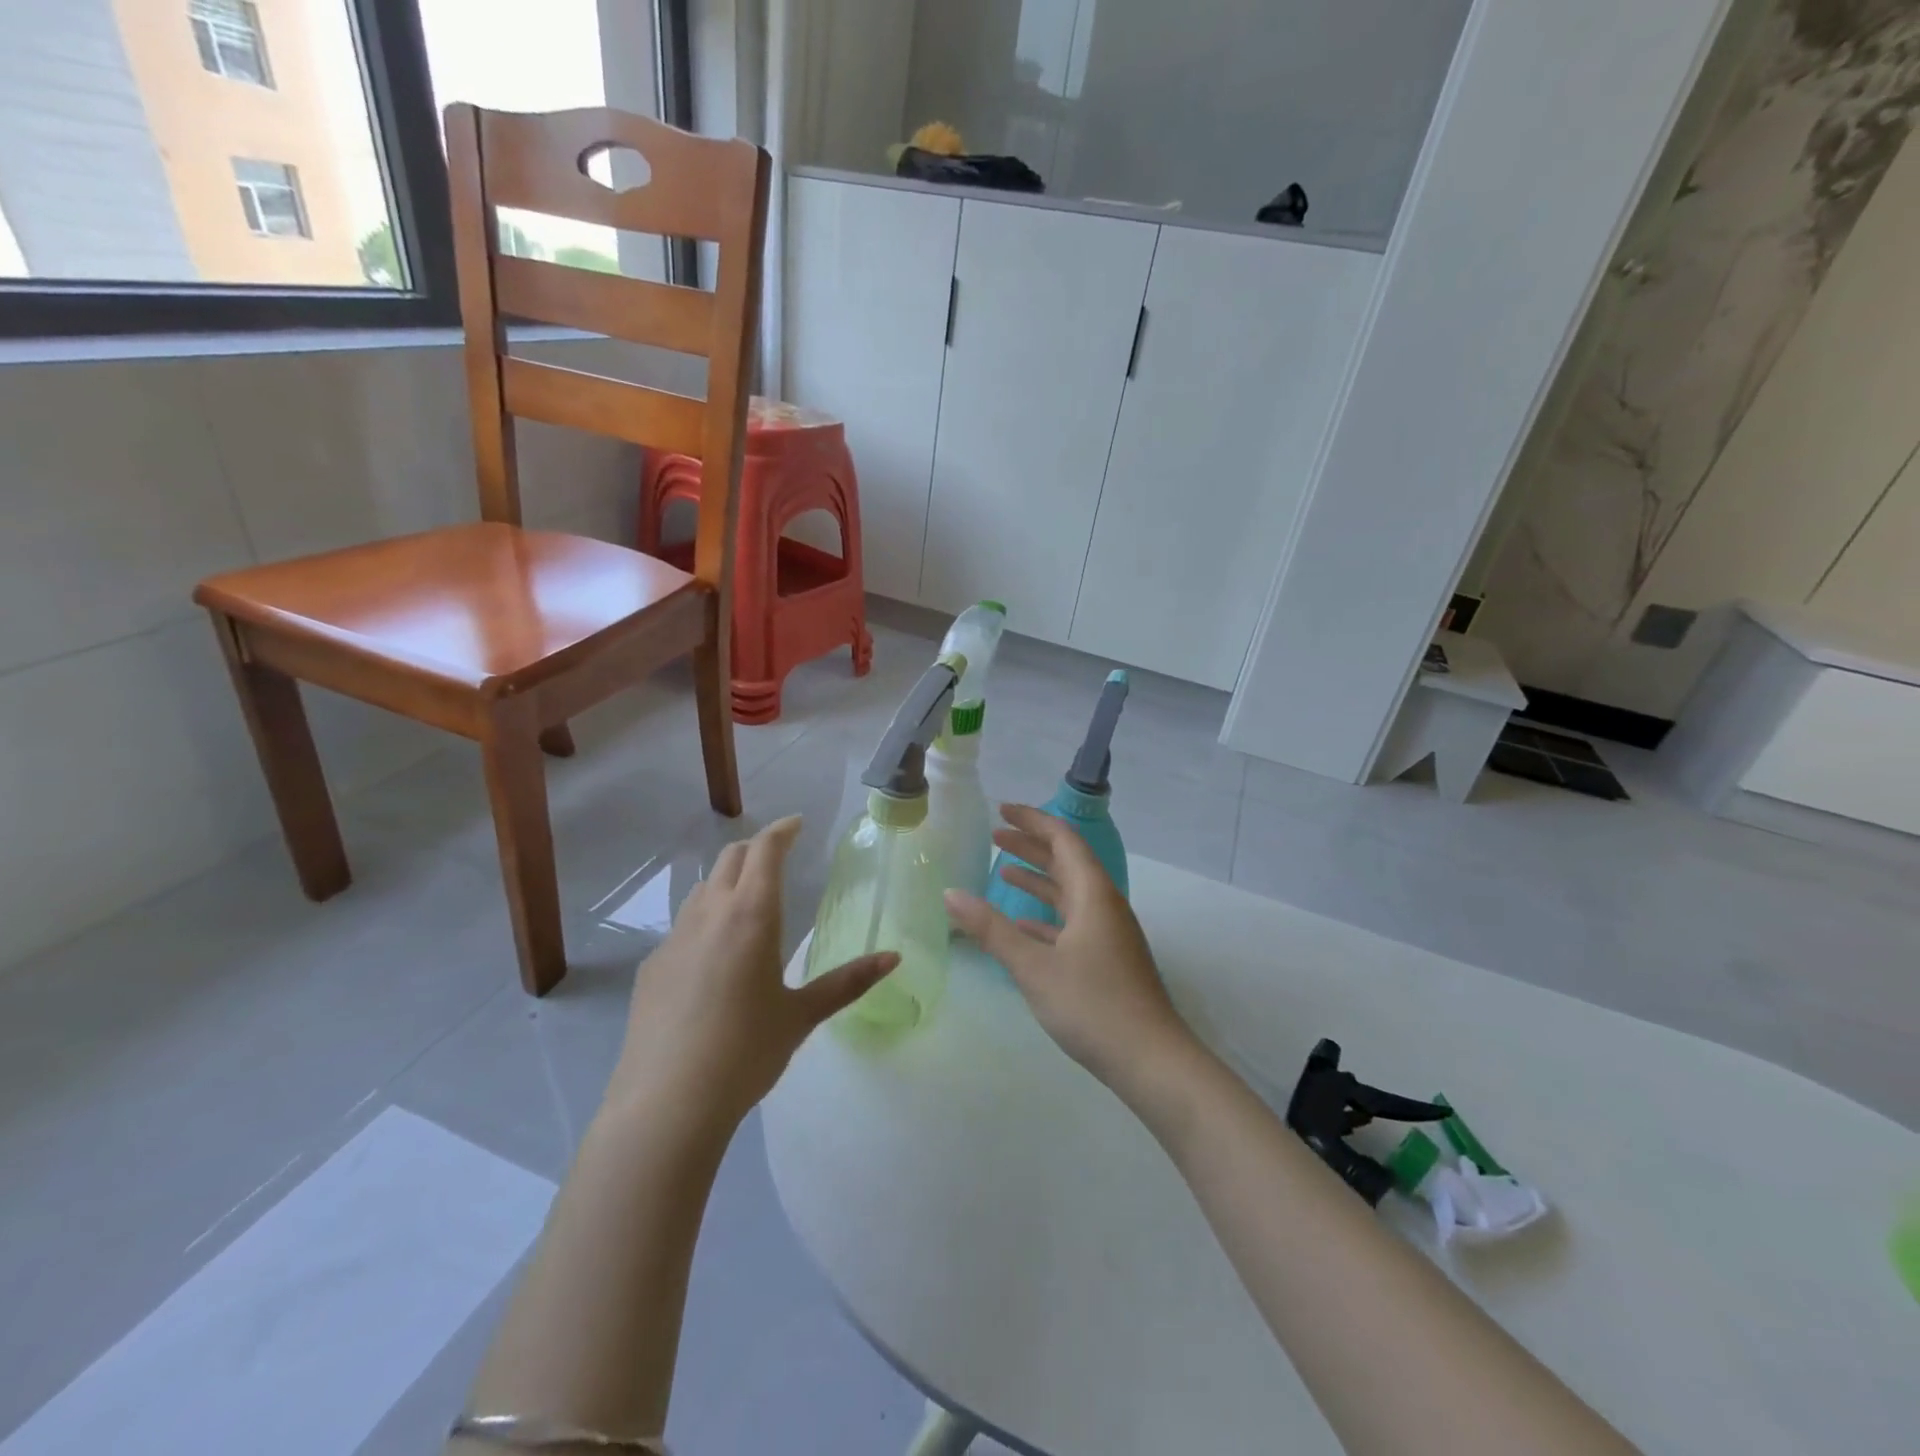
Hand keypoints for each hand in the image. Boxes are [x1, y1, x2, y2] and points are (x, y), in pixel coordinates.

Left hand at [609, 816, 897, 1133]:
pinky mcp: (651, 967)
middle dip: (756, 849)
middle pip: (731, 858)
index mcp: (751, 916)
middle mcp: (709, 914)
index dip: (782, 830)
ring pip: (702, 889)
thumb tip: (893, 959)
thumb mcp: (802, 1015)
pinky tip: (714, 959)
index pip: (765, 850)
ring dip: (728, 882)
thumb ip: (848, 982)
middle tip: (778, 857)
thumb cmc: (746, 1052)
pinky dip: (705, 921)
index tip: (797, 824)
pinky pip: (683, 927)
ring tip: (748, 903)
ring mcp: (674, 939)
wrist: (667, 1102)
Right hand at [945, 805, 1195, 1095]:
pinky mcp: (1108, 959)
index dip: (1033, 821)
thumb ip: (991, 929)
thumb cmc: (1092, 1004)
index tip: (1001, 811)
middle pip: (1067, 862)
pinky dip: (1045, 915)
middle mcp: (1104, 905)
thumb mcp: (1033, 966)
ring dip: (1038, 879)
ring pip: (1069, 893)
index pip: (1063, 840)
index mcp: (1093, 894)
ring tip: (1002, 870)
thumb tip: (950, 894)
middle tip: (995, 835)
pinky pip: (1072, 922)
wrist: (1151, 1060)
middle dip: (1032, 845)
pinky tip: (1021, 925)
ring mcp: (1109, 933)